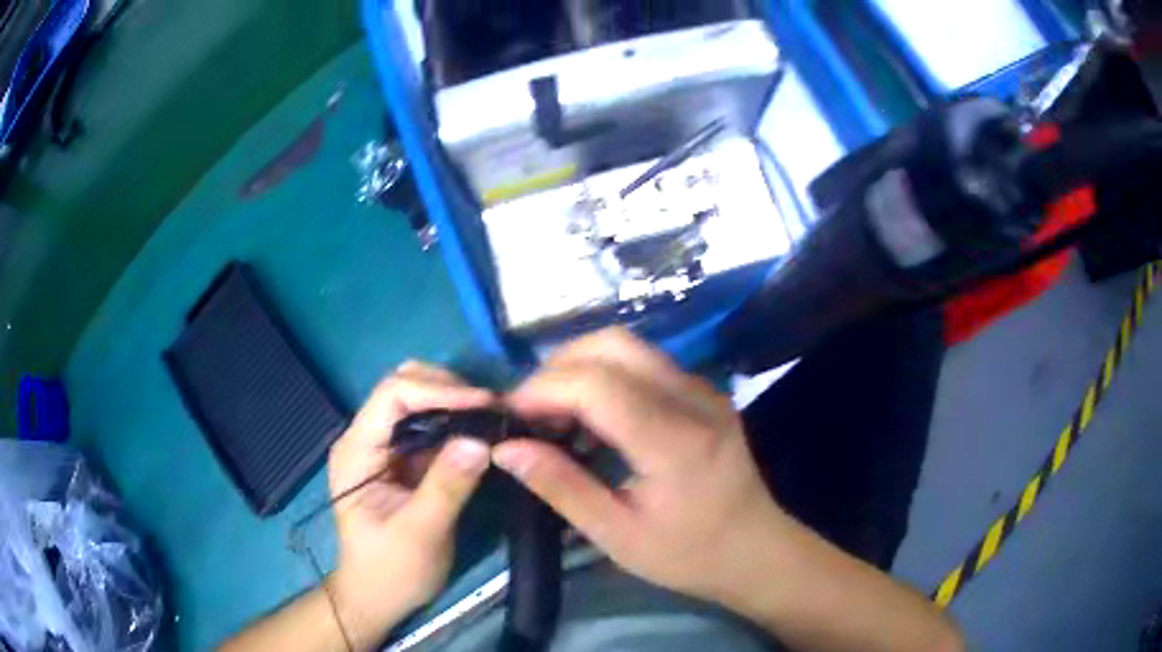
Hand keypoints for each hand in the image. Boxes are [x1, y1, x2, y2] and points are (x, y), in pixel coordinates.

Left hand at [326, 362, 493, 646]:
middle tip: (492, 408)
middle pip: (403, 385)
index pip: (392, 395)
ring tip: (493, 416)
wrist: (378, 596)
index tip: (484, 404)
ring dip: (456, 402)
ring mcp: (386, 448)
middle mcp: (367, 438)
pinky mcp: (405, 461)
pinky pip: (432, 427)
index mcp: (357, 450)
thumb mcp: (419, 534)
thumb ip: (446, 487)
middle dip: (448, 388)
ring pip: (418, 400)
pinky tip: (483, 432)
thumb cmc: (390, 570)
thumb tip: (480, 441)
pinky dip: (458, 423)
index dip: (438, 390)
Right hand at [493, 328, 793, 604]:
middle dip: (558, 367)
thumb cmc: (689, 554)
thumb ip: (561, 487)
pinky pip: (644, 362)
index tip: (510, 417)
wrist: (757, 550)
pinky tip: (591, 415)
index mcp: (675, 440)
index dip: (543, 390)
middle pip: (613, 344)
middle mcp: (693, 398)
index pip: (597, 384)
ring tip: (553, 412)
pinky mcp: (703, 392)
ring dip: (580, 366)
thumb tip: (506, 449)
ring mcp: (703, 389)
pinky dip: (605, 374)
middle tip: (530, 411)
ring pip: (628, 346)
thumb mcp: (617, 535)